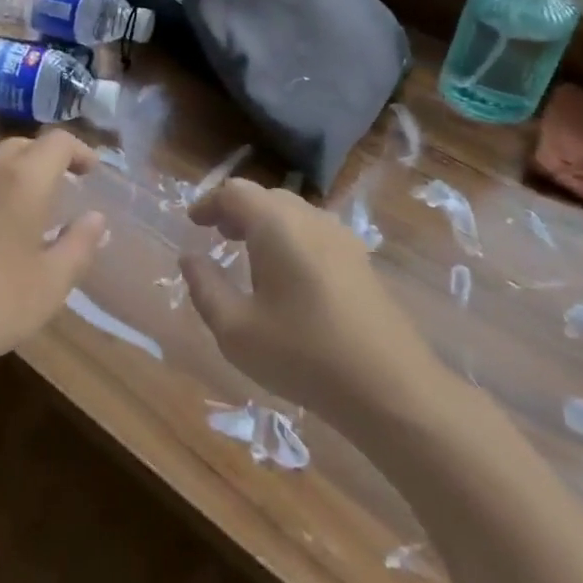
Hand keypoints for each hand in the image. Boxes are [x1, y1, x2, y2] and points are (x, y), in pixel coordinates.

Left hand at [0, 131, 105, 390]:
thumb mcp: (51, 284)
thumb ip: (80, 244)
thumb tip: (95, 217)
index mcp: (21, 180)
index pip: (57, 141)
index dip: (79, 150)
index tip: (90, 172)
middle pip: (22, 145)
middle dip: (46, 159)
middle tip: (61, 188)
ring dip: (13, 173)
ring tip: (24, 207)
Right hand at [180, 181, 439, 424]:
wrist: (392, 390)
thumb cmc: (303, 355)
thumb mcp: (236, 330)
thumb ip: (205, 287)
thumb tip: (190, 257)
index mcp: (276, 225)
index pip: (234, 192)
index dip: (209, 202)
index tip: (193, 223)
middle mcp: (310, 219)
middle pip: (266, 197)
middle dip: (236, 210)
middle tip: (217, 236)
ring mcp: (342, 238)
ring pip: (293, 213)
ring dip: (264, 224)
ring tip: (248, 255)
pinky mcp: (361, 261)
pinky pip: (315, 233)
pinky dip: (291, 239)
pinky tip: (288, 276)